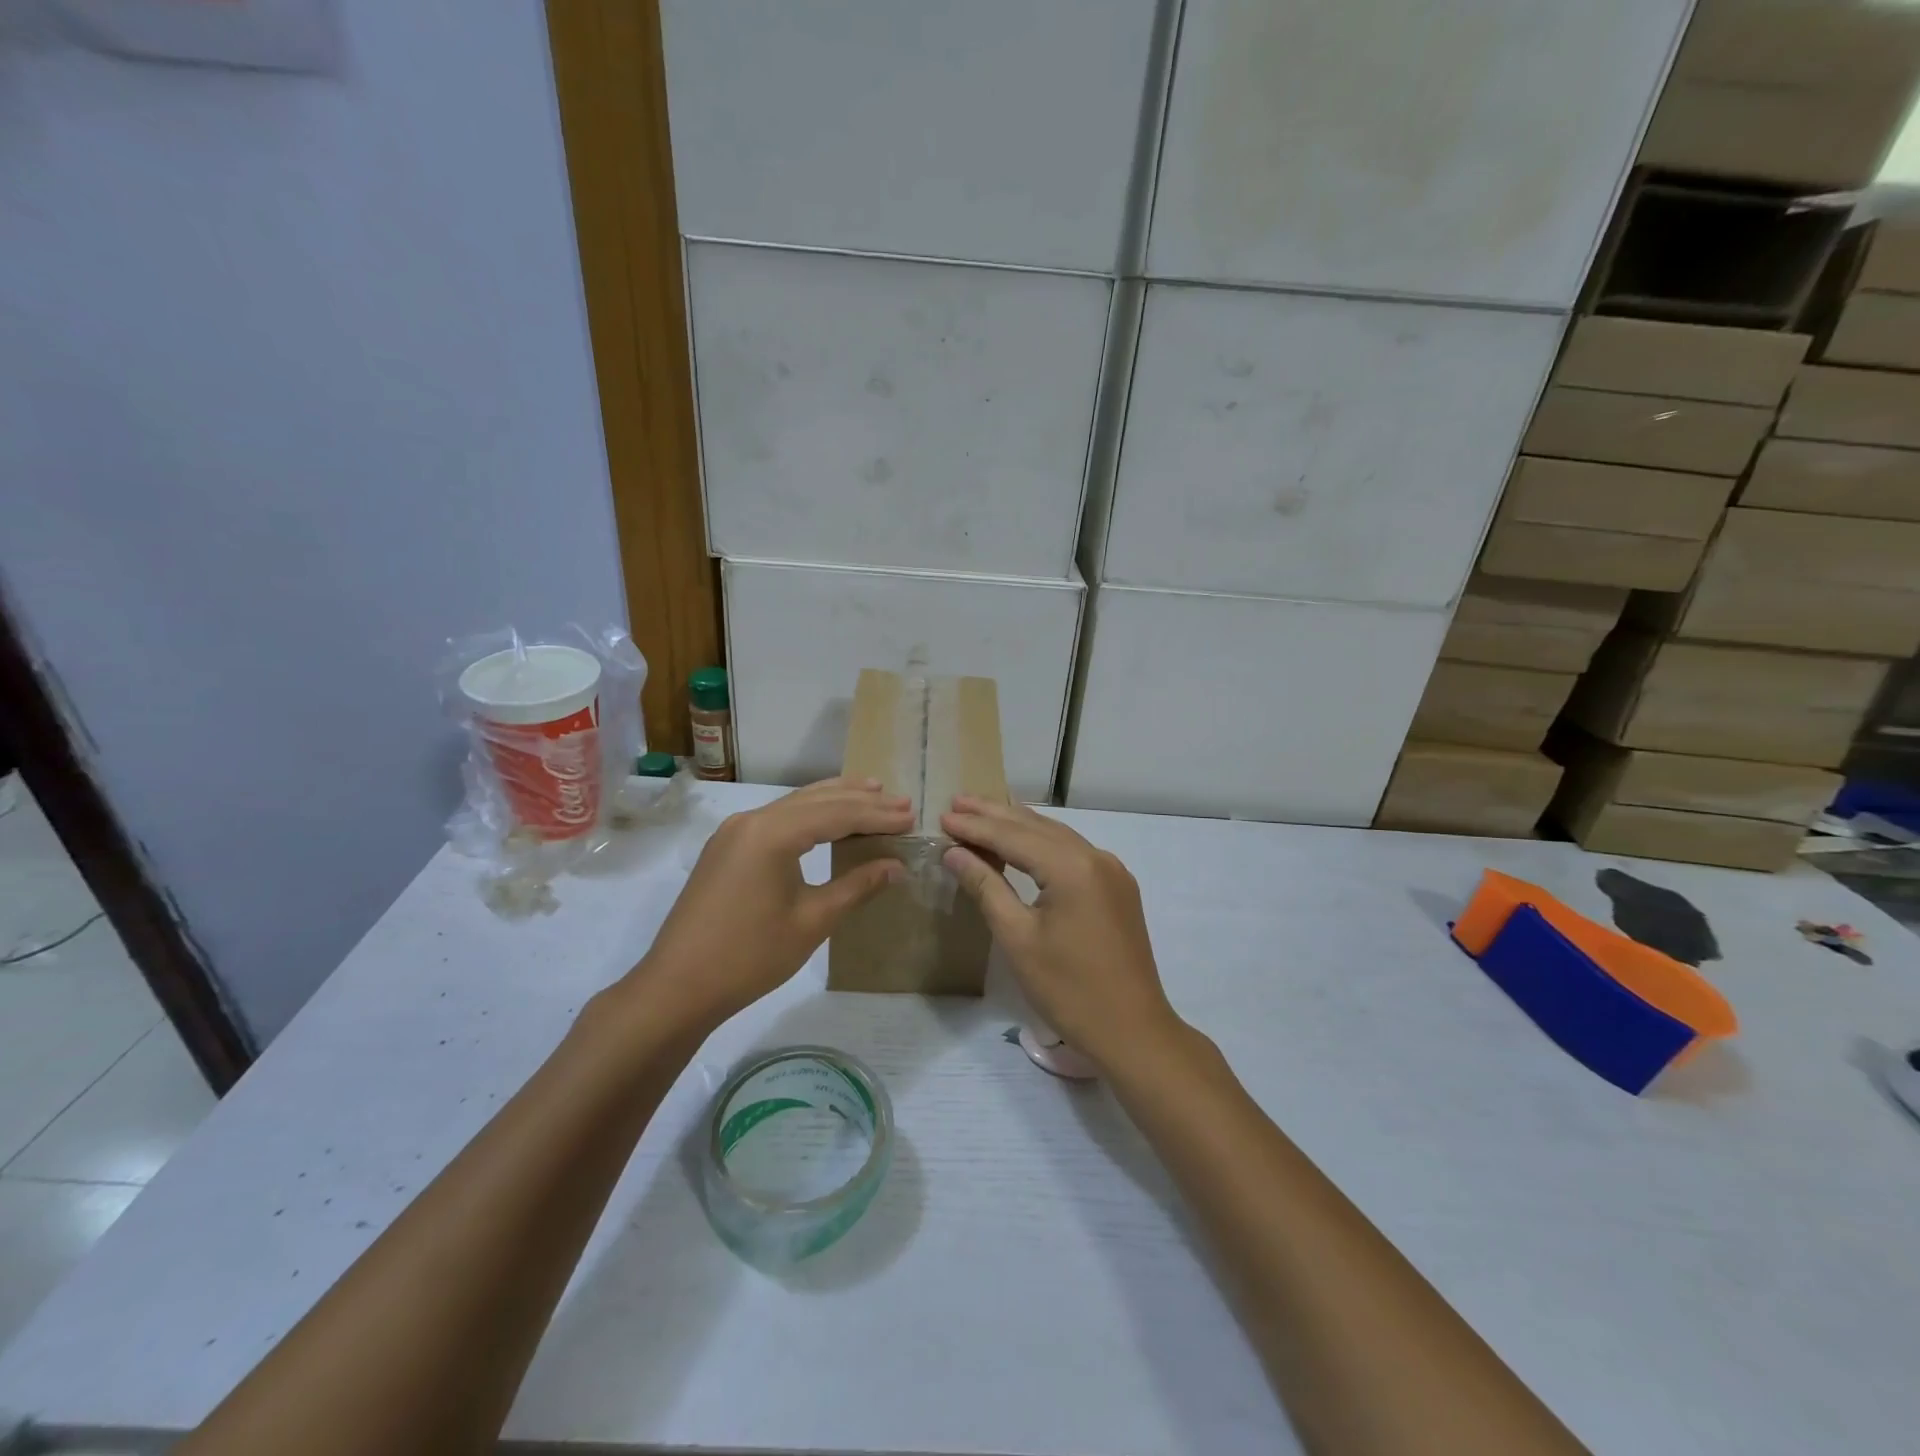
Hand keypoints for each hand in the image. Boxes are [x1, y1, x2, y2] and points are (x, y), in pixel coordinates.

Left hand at [632, 777, 911, 1028]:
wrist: (678, 987)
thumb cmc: (751, 956)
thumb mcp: (812, 921)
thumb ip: (857, 886)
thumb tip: (896, 865)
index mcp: (773, 833)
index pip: (837, 814)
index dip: (877, 816)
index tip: (910, 816)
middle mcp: (752, 820)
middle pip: (816, 801)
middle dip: (860, 801)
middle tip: (900, 802)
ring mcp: (734, 832)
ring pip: (794, 805)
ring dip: (834, 801)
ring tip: (871, 792)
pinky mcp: (726, 848)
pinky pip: (777, 819)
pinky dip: (808, 815)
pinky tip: (826, 819)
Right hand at [940, 795, 1180, 1070]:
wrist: (1132, 1031)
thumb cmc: (1068, 989)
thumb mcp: (1017, 938)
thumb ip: (986, 886)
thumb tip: (954, 852)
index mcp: (1072, 867)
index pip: (1014, 836)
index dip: (976, 826)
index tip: (943, 815)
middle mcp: (1096, 857)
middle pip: (1037, 827)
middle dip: (995, 814)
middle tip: (957, 801)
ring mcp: (1112, 871)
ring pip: (1057, 836)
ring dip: (1019, 825)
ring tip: (982, 813)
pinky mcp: (1117, 888)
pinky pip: (1073, 852)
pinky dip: (1042, 843)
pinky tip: (1023, 842)